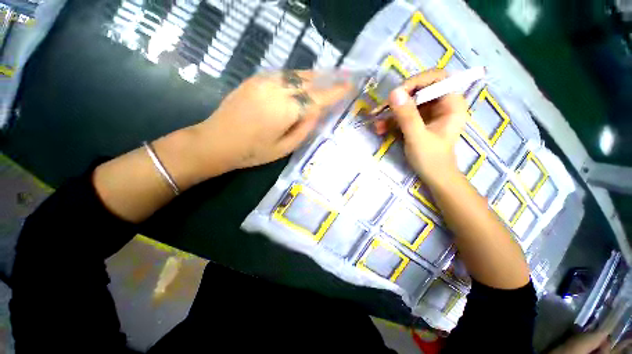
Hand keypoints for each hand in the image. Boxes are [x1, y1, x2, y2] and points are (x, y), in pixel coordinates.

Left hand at [192, 70, 350, 170]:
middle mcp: (277, 90)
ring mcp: (264, 82)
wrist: (217, 141)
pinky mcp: (255, 80)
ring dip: (312, 76)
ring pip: (295, 74)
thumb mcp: (284, 148)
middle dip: (326, 79)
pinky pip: (282, 75)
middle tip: (341, 77)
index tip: (349, 86)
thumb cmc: (253, 152)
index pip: (318, 97)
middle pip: (308, 80)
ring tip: (325, 79)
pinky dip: (296, 77)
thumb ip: (304, 129)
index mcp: (286, 110)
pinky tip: (301, 83)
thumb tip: (316, 113)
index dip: (335, 91)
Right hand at [385, 69, 468, 186]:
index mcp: (451, 104)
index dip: (416, 81)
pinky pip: (403, 114)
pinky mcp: (418, 121)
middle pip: (419, 90)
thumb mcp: (417, 137)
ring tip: (376, 123)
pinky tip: (380, 129)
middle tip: (381, 109)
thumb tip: (394, 92)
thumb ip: (407, 116)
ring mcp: (428, 113)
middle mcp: (441, 104)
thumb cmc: (431, 159)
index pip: (437, 78)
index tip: (397, 94)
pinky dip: (391, 121)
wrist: (433, 176)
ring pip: (408, 103)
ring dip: (390, 113)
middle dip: (398, 100)